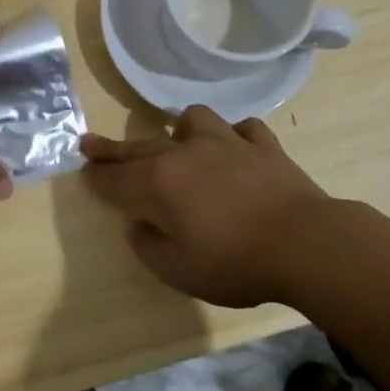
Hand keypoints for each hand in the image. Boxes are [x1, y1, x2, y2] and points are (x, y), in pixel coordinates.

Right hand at [81, 106, 333, 306]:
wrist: (305, 244)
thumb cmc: (235, 261)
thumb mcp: (180, 270)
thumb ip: (150, 247)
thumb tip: (138, 227)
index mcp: (163, 181)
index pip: (119, 176)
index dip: (99, 175)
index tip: (84, 169)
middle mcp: (190, 152)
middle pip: (143, 146)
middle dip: (115, 148)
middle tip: (91, 143)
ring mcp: (229, 143)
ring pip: (196, 120)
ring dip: (181, 129)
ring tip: (180, 140)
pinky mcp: (265, 147)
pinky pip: (244, 129)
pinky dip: (235, 136)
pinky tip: (235, 147)